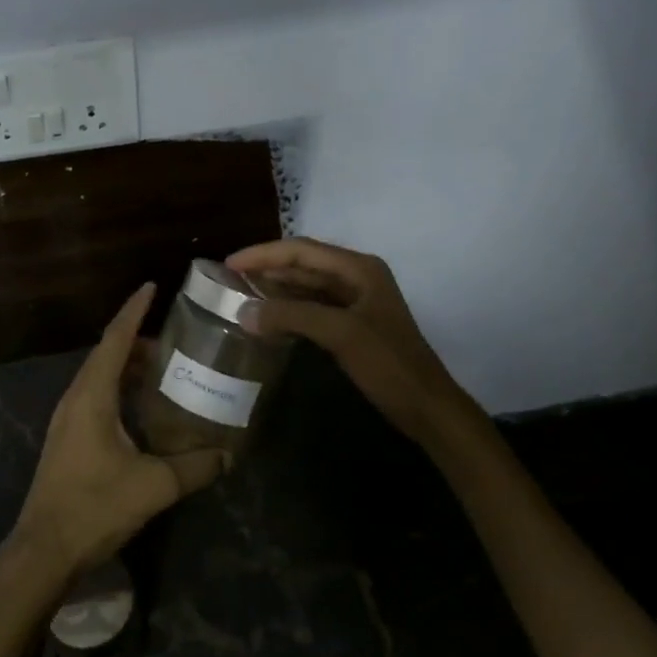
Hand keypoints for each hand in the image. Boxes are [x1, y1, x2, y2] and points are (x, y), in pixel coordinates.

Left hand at [9, 283, 231, 583]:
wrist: (43, 550)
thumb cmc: (95, 507)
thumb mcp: (153, 485)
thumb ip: (195, 467)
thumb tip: (229, 455)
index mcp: (92, 396)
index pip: (115, 339)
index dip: (134, 310)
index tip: (152, 287)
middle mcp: (75, 398)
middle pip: (106, 355)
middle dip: (137, 340)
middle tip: (173, 339)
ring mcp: (66, 419)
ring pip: (99, 377)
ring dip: (127, 367)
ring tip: (162, 368)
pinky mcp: (67, 439)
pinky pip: (94, 398)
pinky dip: (118, 389)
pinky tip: (140, 408)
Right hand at [228, 237, 482, 446]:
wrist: (426, 406)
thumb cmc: (388, 364)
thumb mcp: (340, 334)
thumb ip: (291, 316)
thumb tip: (243, 311)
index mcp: (359, 268)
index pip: (302, 250)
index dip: (264, 254)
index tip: (229, 263)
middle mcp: (357, 276)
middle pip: (304, 263)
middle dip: (268, 267)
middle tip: (229, 277)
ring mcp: (356, 301)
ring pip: (307, 285)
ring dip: (276, 288)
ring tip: (241, 292)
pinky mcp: (353, 324)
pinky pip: (313, 306)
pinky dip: (289, 308)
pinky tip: (268, 317)